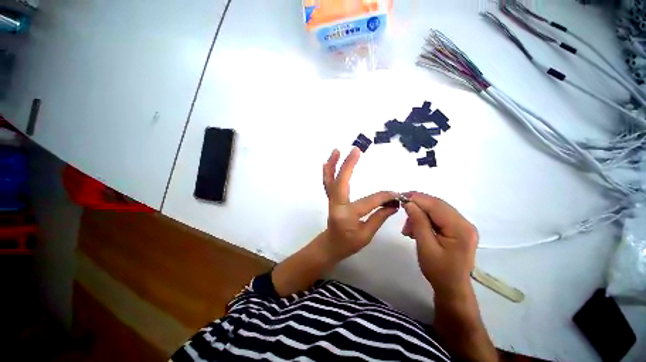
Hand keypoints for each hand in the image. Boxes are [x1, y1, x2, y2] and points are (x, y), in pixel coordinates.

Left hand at [321, 148, 398, 261]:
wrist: (331, 245)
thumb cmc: (348, 244)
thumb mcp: (366, 235)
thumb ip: (379, 217)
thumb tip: (393, 203)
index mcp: (347, 215)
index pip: (368, 202)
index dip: (383, 197)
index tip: (396, 194)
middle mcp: (336, 205)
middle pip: (340, 182)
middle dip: (348, 165)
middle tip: (356, 150)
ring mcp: (331, 200)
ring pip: (330, 180)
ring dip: (332, 165)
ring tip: (336, 151)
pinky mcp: (330, 198)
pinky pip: (328, 184)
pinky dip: (327, 172)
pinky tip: (327, 162)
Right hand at [401, 192, 478, 298]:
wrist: (452, 288)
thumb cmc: (438, 270)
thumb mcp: (425, 246)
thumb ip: (418, 222)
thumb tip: (409, 203)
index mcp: (460, 228)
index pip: (436, 205)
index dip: (417, 198)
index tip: (400, 196)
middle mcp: (465, 223)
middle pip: (437, 205)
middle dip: (417, 205)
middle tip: (401, 210)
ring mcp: (463, 225)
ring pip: (436, 210)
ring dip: (420, 214)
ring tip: (408, 228)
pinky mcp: (458, 229)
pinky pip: (438, 217)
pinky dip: (424, 219)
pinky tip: (416, 229)